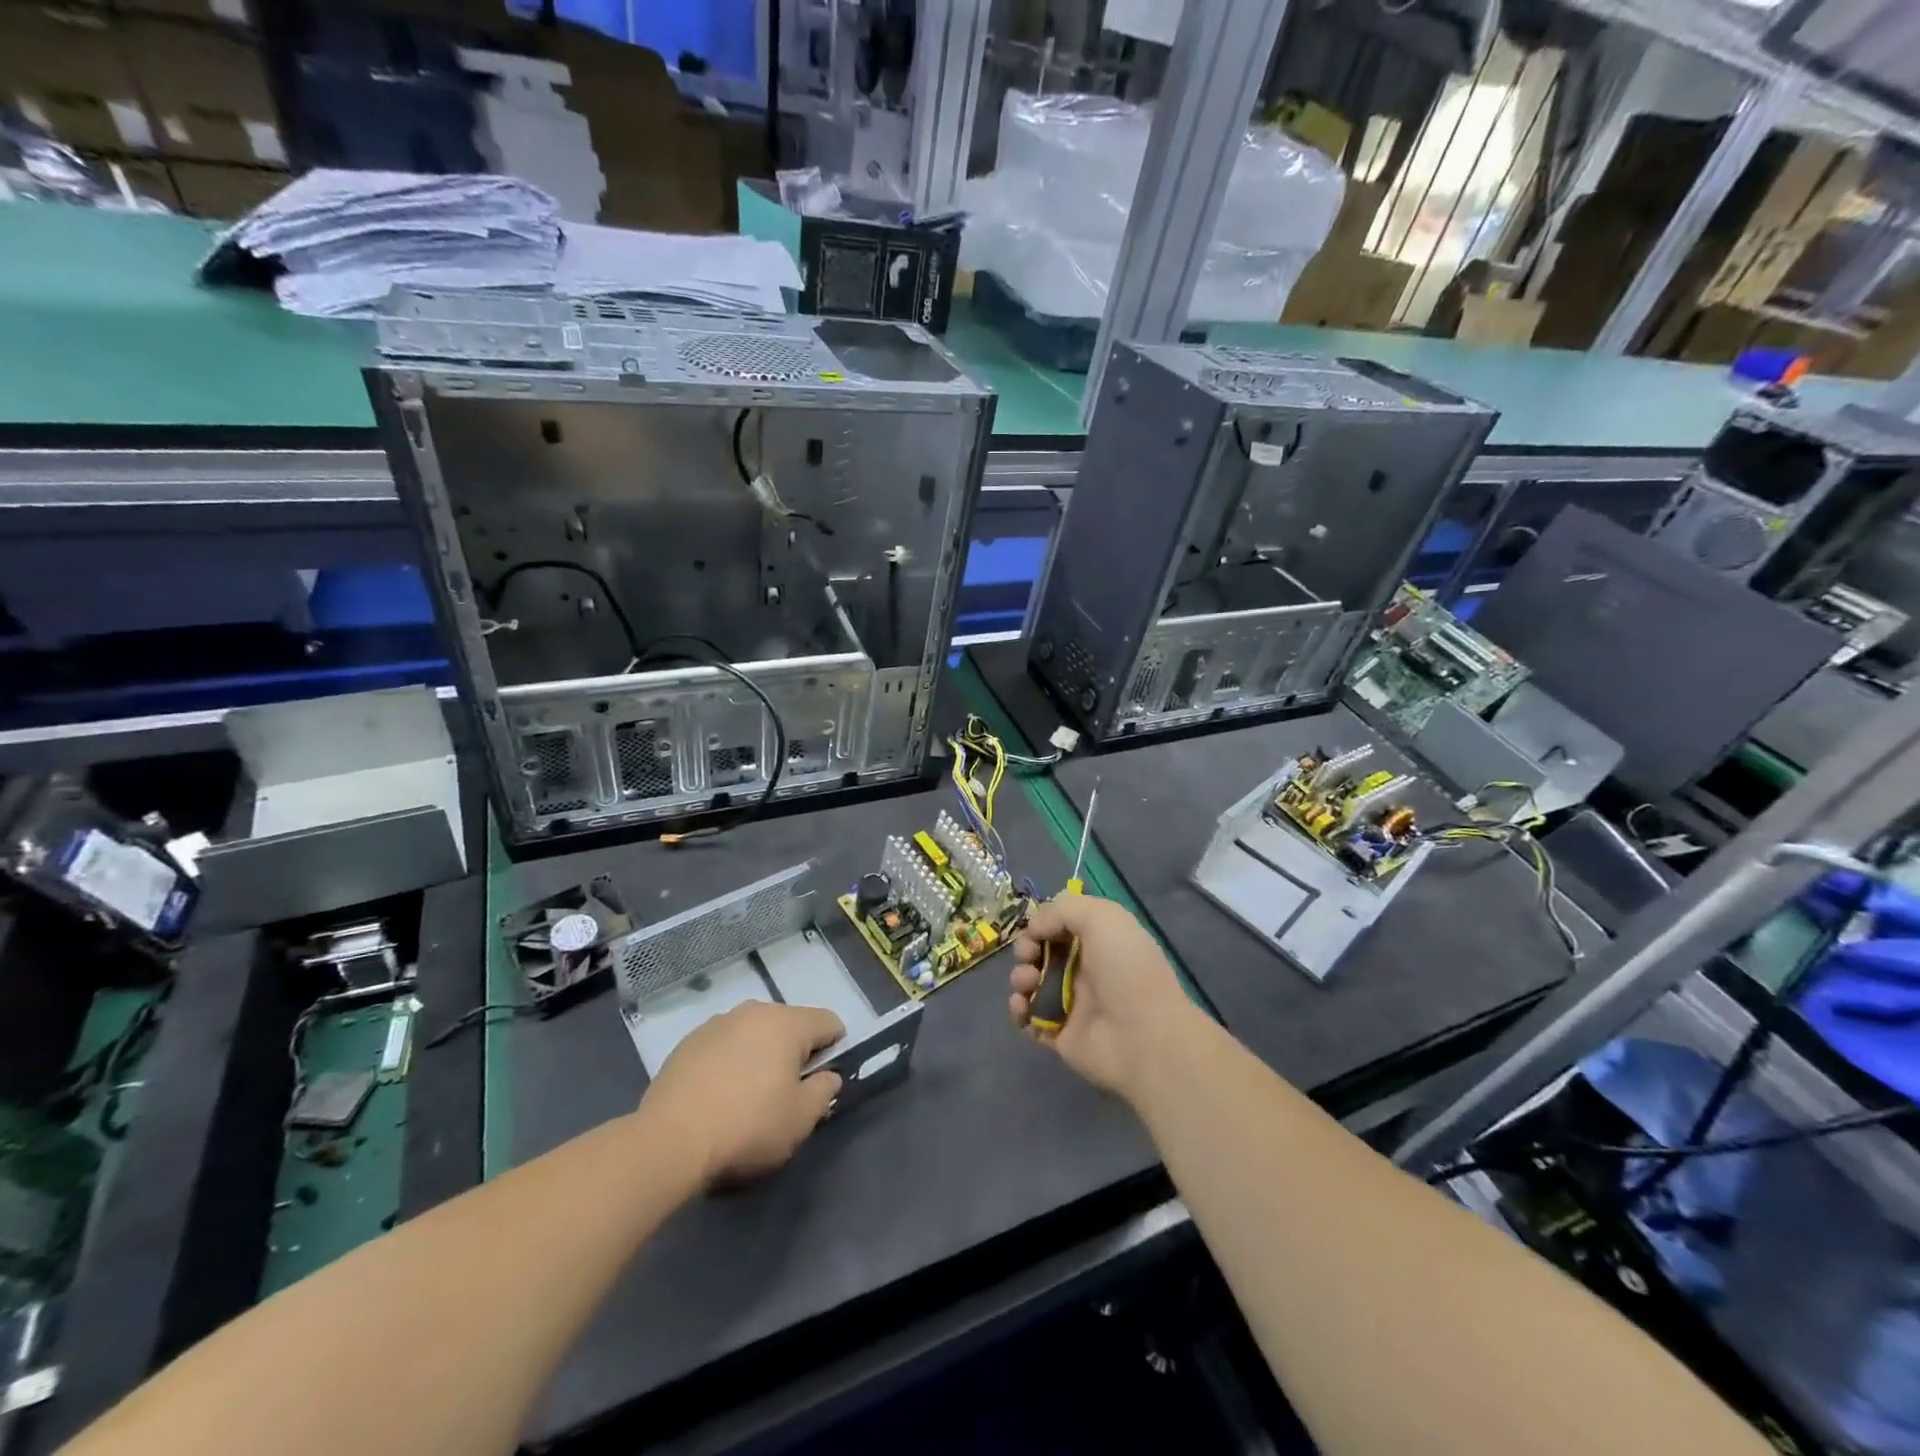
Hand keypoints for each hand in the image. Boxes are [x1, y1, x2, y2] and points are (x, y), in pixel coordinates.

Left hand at [642, 1002, 844, 1186]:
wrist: (669, 1141)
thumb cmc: (747, 1127)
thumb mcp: (801, 1120)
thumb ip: (825, 1091)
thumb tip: (828, 1076)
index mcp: (787, 1023)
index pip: (829, 1022)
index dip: (834, 1050)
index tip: (821, 1082)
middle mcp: (754, 1011)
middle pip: (789, 1025)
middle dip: (794, 1053)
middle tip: (785, 1095)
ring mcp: (716, 1023)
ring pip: (753, 1034)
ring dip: (760, 1056)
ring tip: (747, 1097)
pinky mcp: (687, 1042)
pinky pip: (723, 1046)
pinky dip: (729, 1063)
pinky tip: (717, 1097)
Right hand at [1009, 895, 1192, 1100]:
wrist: (1145, 1038)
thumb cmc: (1126, 970)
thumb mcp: (1102, 918)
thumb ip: (1063, 909)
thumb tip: (1035, 926)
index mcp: (1099, 940)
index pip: (1061, 925)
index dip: (1043, 923)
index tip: (1036, 929)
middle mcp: (1085, 969)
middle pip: (1041, 951)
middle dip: (1026, 948)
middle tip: (1028, 955)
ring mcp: (1071, 1003)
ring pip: (1031, 983)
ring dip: (1020, 977)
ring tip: (1027, 983)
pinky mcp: (1059, 1033)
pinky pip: (1029, 1018)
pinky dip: (1019, 1009)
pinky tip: (1022, 1006)